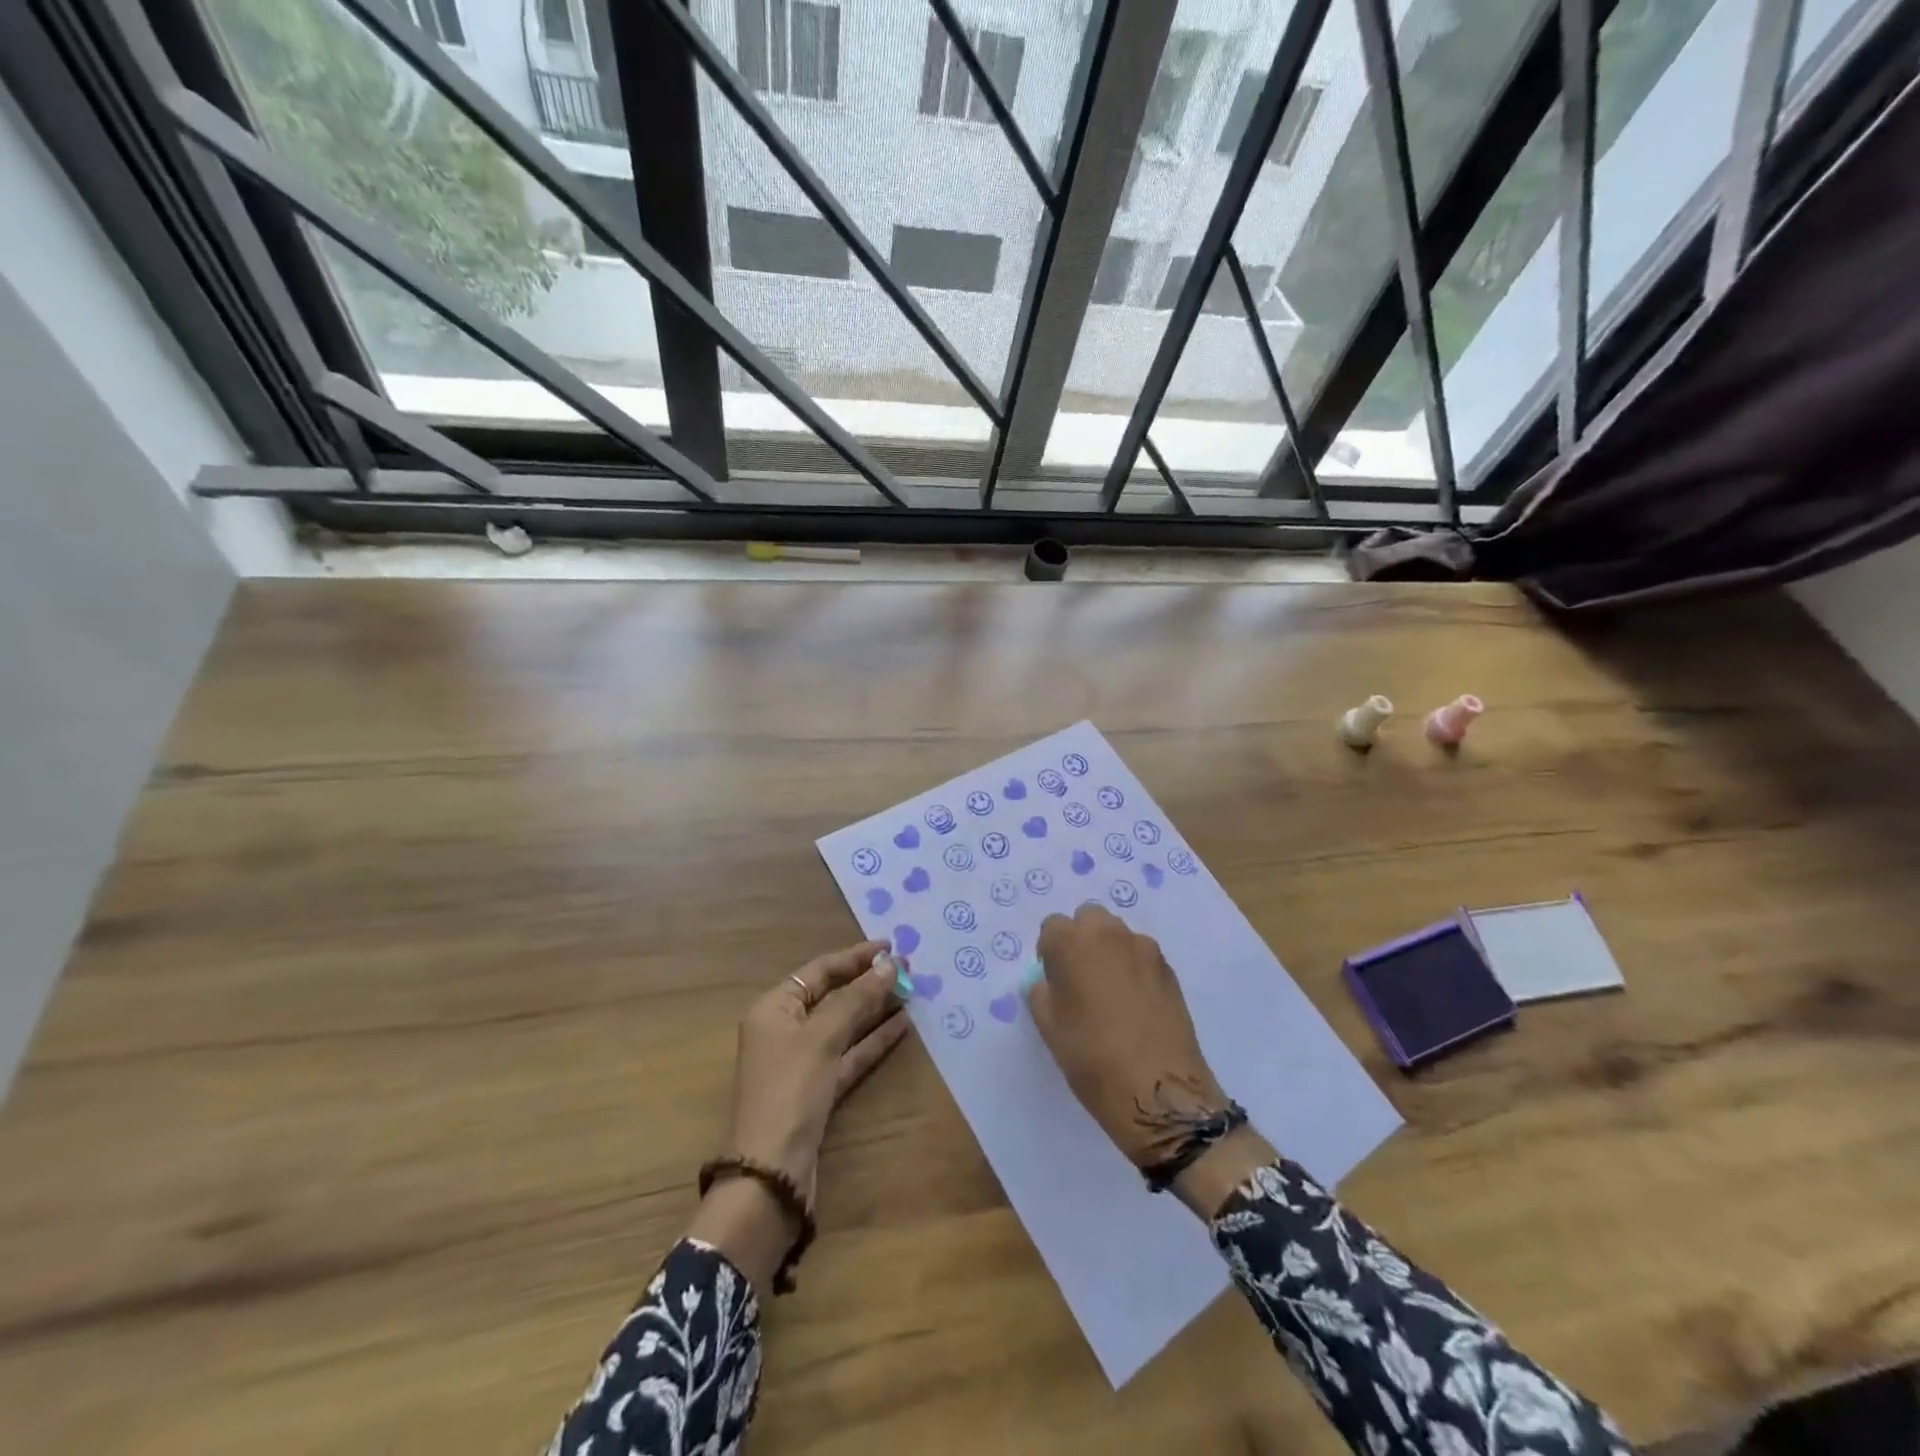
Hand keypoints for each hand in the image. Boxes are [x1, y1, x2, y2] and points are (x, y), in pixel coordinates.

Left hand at [691, 940, 908, 1289]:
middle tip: (907, 968)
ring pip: (845, 1025)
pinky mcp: (820, 1090)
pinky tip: (902, 1025)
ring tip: (911, 991)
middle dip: (868, 982)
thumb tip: (890, 964)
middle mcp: (786, 1030)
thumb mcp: (822, 1037)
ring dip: (875, 1009)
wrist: (772, 1173)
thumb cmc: (790, 1090)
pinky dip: (874, 1040)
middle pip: (832, 996)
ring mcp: (803, 1062)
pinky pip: (850, 1054)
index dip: (855, 957)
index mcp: (774, 1008)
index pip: (819, 970)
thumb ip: (857, 998)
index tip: (890, 946)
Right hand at [1027, 905, 1227, 1169]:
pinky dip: (1133, 968)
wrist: (1159, 1090)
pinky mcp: (1169, 969)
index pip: (1052, 926)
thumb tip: (1050, 982)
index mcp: (1072, 943)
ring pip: (1118, 934)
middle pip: (1089, 918)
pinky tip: (1135, 1005)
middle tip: (1080, 979)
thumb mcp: (1049, 1028)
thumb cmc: (1092, 1058)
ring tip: (1110, 993)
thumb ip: (1042, 992)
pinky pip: (1142, 956)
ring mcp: (1144, 949)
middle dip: (1081, 939)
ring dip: (1109, 951)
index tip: (1054, 980)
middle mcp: (1109, 934)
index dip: (1050, 952)